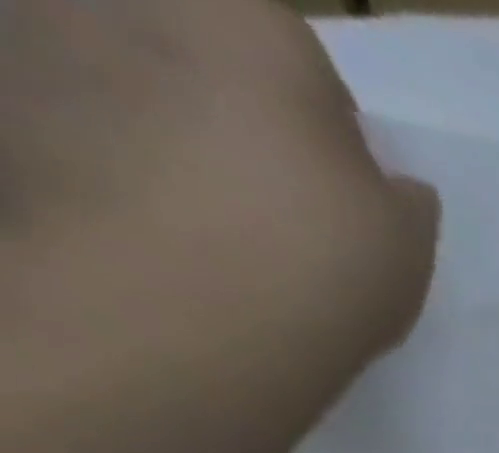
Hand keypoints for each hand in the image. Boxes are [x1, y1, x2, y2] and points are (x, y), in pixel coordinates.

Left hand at [0, 0, 436, 452]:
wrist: (184, 319)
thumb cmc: (320, 257)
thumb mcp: (405, 238)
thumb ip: (400, 198)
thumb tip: (393, 187)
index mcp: (247, 16)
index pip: (293, 50)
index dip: (319, 118)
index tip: (335, 182)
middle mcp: (130, 2)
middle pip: (191, 49)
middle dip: (224, 108)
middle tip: (264, 197)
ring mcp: (39, 45)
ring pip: (119, 84)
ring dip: (154, 132)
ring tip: (199, 224)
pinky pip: (63, 132)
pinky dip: (97, 170)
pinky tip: (144, 239)